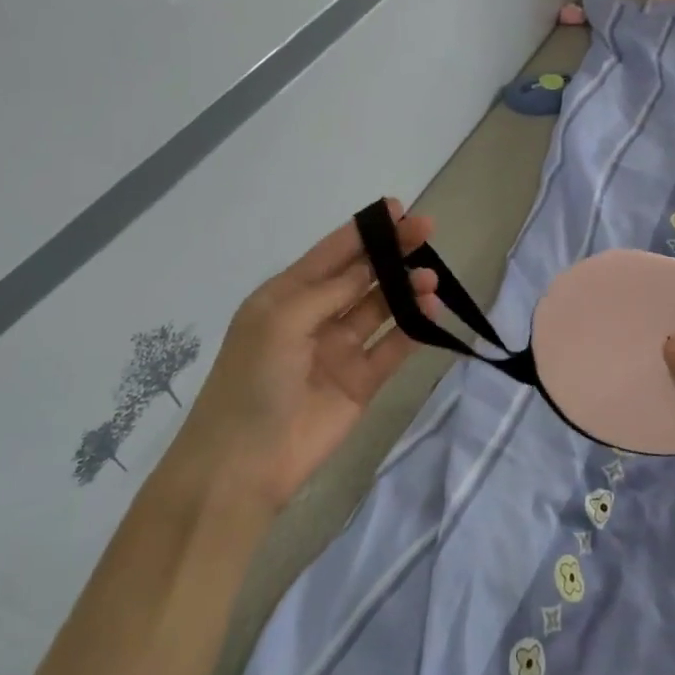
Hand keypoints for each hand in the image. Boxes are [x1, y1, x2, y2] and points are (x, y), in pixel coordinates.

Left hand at [166, 201, 438, 514]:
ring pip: (380, 308)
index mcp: (286, 296)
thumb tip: (370, 265)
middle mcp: (315, 317)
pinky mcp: (361, 382)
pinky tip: (432, 309)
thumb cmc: (252, 379)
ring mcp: (339, 350)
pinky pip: (391, 347)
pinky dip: (413, 327)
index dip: (363, 230)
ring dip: (405, 288)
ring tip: (430, 277)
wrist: (242, 465)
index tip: (397, 208)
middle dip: (391, 252)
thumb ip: (331, 290)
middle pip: (361, 275)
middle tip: (426, 230)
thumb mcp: (282, 320)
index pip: (331, 253)